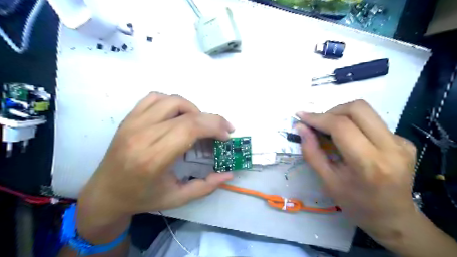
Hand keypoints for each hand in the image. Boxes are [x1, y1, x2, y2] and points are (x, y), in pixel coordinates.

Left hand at [77, 93, 232, 240]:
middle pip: (186, 114)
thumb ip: (206, 186)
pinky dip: (173, 102)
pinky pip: (155, 97)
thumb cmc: (142, 198)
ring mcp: (133, 123)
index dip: (214, 126)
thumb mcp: (178, 198)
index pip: (190, 128)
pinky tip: (178, 116)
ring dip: (193, 109)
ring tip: (199, 124)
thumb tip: (229, 173)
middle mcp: (142, 135)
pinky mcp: (129, 118)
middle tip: (223, 130)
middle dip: (212, 119)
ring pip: (172, 100)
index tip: (226, 135)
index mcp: (153, 158)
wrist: (105, 193)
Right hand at [297, 99, 416, 239]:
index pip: (341, 126)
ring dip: (342, 115)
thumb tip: (300, 127)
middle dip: (332, 111)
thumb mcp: (327, 181)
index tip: (301, 116)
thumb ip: (311, 152)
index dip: (317, 118)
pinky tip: (351, 141)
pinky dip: (355, 125)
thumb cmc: (355, 204)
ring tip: (331, 131)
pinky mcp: (405, 141)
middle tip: (319, 124)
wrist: (394, 218)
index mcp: (369, 163)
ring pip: (366, 111)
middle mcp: (390, 148)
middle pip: (358, 108)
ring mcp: (401, 143)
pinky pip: (373, 122)